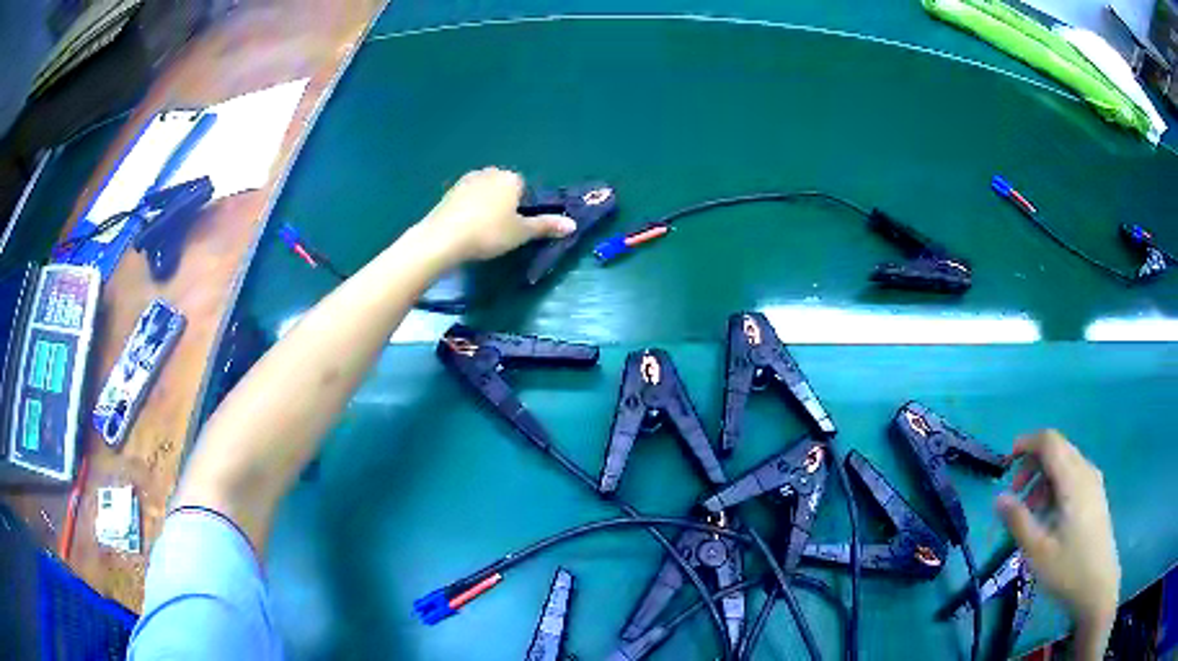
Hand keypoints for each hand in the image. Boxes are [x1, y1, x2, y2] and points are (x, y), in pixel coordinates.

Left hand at [417, 168, 575, 263]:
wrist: (443, 238)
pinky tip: (466, 227)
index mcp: (511, 178)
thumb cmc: (489, 233)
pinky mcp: (449, 191)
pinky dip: (469, 209)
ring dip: (486, 206)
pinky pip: (467, 198)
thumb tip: (572, 224)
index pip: (525, 188)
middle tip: (501, 230)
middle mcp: (490, 172)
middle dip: (505, 204)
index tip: (517, 226)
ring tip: (482, 230)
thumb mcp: (521, 233)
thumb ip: (546, 226)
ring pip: (485, 192)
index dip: (523, 208)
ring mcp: (467, 180)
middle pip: (504, 187)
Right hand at [996, 430, 1118, 656]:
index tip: (1005, 463)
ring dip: (1043, 477)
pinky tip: (1049, 515)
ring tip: (1029, 510)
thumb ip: (1019, 521)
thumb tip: (999, 498)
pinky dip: (1056, 485)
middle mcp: (1085, 471)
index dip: (1026, 443)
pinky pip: (1073, 476)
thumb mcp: (1038, 551)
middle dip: (1032, 463)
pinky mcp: (1096, 495)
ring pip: (1065, 463)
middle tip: (1015, 494)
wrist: (1098, 585)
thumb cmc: (1068, 569)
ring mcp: (1093, 482)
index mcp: (1073, 478)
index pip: (1049, 441)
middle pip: (1057, 448)